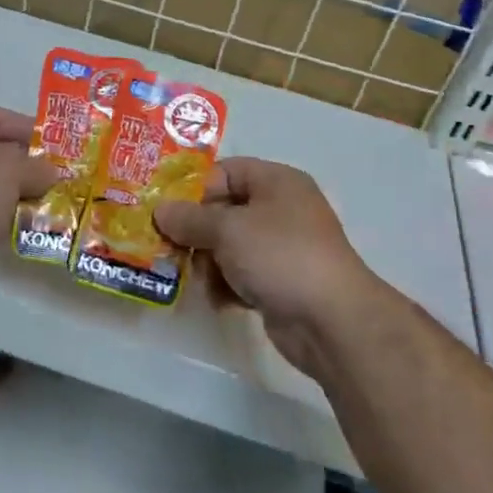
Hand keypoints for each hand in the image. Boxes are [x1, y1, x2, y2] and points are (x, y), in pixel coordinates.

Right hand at [154, 158, 385, 379]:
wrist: (332, 322)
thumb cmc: (280, 256)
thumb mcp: (227, 229)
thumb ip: (189, 218)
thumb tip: (160, 211)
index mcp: (276, 182)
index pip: (226, 171)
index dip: (195, 187)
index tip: (166, 210)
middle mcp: (281, 209)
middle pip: (224, 210)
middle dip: (196, 231)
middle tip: (171, 247)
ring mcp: (282, 248)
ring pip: (229, 245)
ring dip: (209, 262)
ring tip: (198, 278)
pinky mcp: (280, 282)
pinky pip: (242, 274)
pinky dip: (227, 285)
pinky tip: (220, 300)